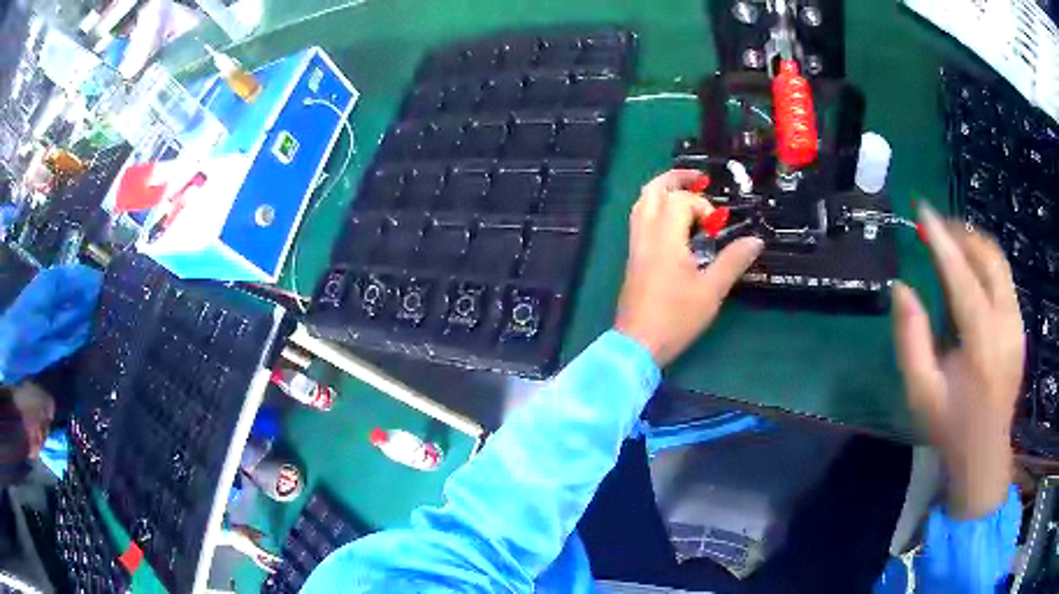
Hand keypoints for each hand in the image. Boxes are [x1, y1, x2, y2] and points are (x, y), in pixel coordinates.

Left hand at [614, 170, 763, 365]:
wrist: (637, 344)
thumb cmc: (676, 318)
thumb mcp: (711, 291)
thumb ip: (733, 261)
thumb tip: (755, 240)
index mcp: (665, 238)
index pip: (679, 201)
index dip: (702, 206)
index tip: (717, 228)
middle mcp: (645, 235)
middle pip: (652, 191)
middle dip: (675, 179)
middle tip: (699, 179)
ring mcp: (635, 246)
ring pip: (641, 204)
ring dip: (662, 192)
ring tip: (686, 194)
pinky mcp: (633, 258)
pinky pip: (639, 220)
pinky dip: (655, 209)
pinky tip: (673, 223)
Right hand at [893, 205, 1023, 518]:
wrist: (985, 451)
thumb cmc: (950, 425)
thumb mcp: (921, 392)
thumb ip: (910, 339)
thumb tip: (901, 288)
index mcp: (982, 341)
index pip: (962, 276)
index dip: (941, 240)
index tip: (922, 210)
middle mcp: (1006, 322)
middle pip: (989, 257)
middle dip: (962, 234)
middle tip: (936, 227)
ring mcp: (1017, 322)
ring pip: (999, 262)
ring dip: (974, 245)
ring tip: (951, 242)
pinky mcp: (1019, 324)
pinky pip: (1004, 277)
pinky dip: (985, 263)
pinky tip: (970, 271)